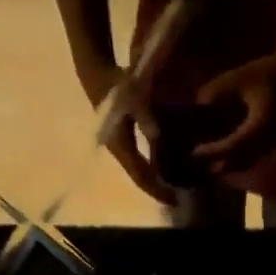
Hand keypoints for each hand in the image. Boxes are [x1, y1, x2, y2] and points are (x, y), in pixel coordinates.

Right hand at [77, 57, 169, 203]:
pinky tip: (164, 171)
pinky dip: (151, 171)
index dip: (157, 190)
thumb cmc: (116, 85)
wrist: (96, 74)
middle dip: (158, 190)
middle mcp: (119, 152)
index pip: (141, 176)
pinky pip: (137, 164)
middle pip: (140, 179)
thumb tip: (156, 136)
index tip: (175, 200)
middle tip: (180, 198)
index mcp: (122, 146)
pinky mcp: (121, 142)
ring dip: (155, 182)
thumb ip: (145, 116)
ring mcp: (119, 148)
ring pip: (138, 173)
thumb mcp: (133, 97)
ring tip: (174, 188)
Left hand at [191, 39, 275, 174]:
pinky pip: (249, 160)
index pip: (235, 144)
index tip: (195, 152)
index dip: (214, 151)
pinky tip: (217, 159)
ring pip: (243, 164)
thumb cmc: (260, 73)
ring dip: (223, 166)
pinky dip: (232, 162)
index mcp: (262, 121)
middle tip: (193, 162)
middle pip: (239, 160)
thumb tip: (194, 115)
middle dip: (215, 164)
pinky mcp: (269, 147)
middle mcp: (268, 138)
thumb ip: (212, 97)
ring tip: (202, 163)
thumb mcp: (231, 80)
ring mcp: (271, 144)